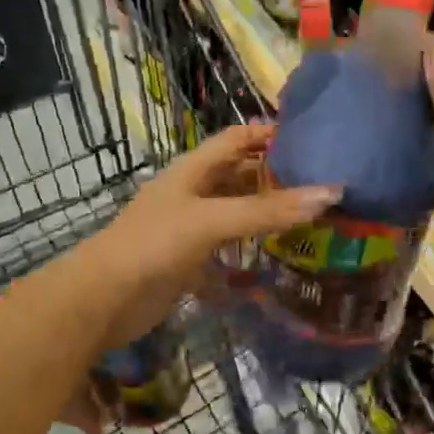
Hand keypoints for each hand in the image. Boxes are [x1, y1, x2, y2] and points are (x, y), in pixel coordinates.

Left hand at [94, 123, 338, 346]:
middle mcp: (193, 191)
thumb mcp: (212, 220)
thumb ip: (267, 210)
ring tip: (313, 215)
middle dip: (276, 176)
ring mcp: (190, 225)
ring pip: (236, 209)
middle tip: (323, 183)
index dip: (269, 134)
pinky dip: (253, 244)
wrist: (104, 300)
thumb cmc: (154, 245)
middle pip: (240, 173)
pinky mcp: (190, 258)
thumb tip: (329, 194)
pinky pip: (229, 243)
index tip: (313, 140)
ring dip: (267, 211)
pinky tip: (281, 251)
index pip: (237, 138)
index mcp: (193, 169)